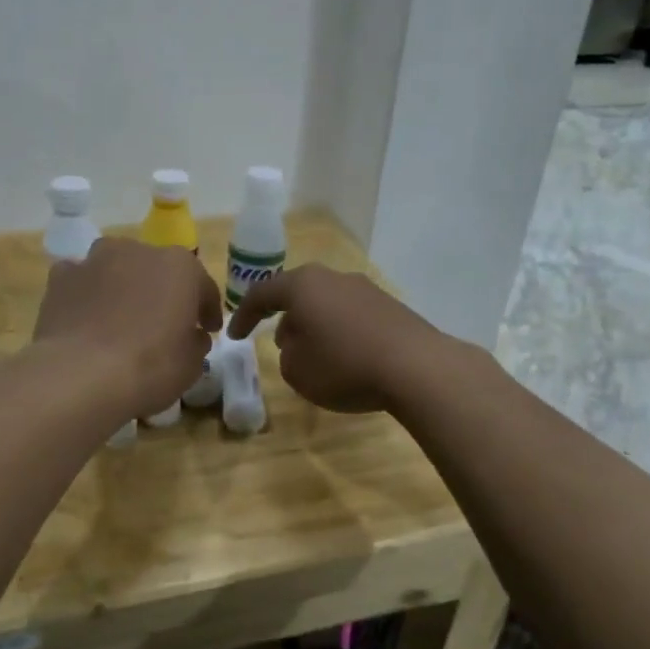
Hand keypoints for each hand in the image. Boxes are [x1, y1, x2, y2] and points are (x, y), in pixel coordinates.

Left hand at [34, 238, 221, 417]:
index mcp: (180, 265)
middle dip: (162, 293)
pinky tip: (87, 321)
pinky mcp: (61, 278)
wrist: (80, 376)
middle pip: (157, 271)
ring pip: (117, 270)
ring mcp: (95, 259)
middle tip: (164, 324)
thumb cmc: (150, 366)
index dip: (207, 310)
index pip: (203, 286)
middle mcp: (137, 250)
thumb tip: (191, 336)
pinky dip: (87, 296)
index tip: (208, 330)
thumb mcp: (192, 364)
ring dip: (123, 288)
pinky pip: (82, 283)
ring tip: (121, 321)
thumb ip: (196, 342)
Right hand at [226, 264, 443, 413]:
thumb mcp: (297, 371)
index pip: (261, 294)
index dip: (243, 316)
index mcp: (303, 285)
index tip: (234, 337)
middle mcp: (334, 278)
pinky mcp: (390, 306)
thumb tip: (298, 343)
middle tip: (277, 343)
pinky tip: (346, 357)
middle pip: (298, 294)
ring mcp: (366, 289)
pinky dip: (341, 332)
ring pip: (327, 303)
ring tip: (314, 354)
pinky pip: (352, 315)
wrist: (416, 367)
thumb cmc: (344, 365)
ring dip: (315, 325)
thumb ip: (286, 354)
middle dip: (284, 318)